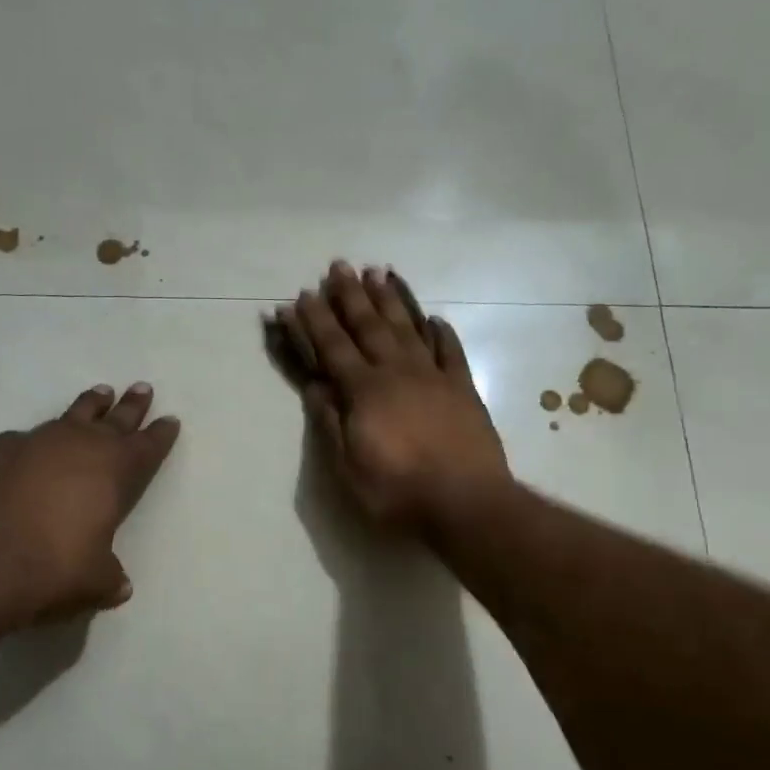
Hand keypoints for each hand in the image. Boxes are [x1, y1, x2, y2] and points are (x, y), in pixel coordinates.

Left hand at [0, 383, 180, 623]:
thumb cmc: (53, 570)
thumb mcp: (95, 581)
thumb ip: (110, 577)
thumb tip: (119, 585)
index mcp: (114, 471)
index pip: (147, 447)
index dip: (160, 434)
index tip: (170, 420)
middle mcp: (79, 446)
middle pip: (114, 419)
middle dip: (131, 406)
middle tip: (142, 388)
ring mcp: (36, 443)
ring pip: (71, 416)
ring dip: (89, 407)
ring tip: (99, 394)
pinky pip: (25, 438)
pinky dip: (34, 441)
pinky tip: (30, 446)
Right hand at [271, 262, 508, 527]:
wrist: (467, 503)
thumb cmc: (398, 492)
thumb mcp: (349, 469)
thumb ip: (331, 424)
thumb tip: (315, 386)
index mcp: (365, 392)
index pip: (333, 348)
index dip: (315, 321)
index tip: (303, 296)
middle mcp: (397, 373)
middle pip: (369, 327)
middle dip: (350, 296)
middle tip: (339, 266)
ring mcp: (434, 378)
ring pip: (408, 329)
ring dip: (391, 300)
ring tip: (378, 273)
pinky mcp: (463, 389)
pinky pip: (451, 352)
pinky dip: (441, 332)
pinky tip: (434, 317)